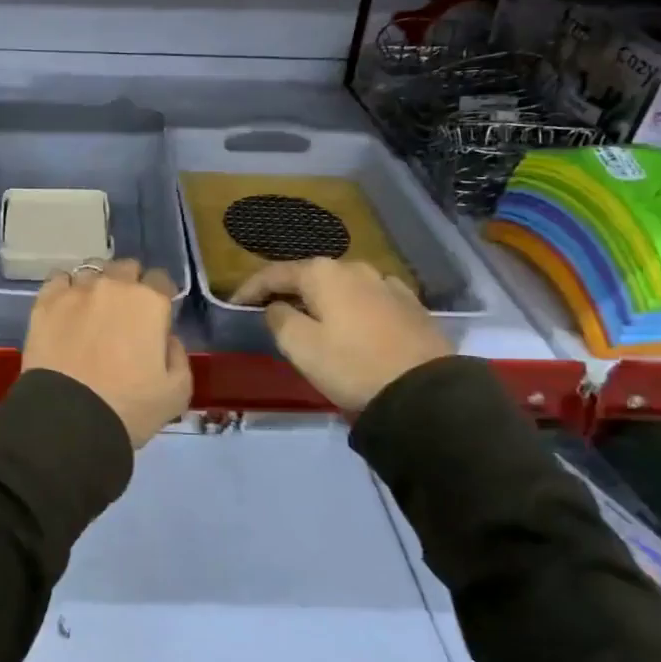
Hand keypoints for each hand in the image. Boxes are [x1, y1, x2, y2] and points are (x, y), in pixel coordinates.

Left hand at [22, 258, 190, 449]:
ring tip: (91, 309)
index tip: (155, 316)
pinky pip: (59, 280)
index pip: (161, 279)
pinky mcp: (46, 301)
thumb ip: (178, 356)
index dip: (160, 295)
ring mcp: (77, 290)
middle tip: (124, 314)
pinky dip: (65, 289)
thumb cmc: (129, 408)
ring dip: (97, 284)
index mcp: (150, 302)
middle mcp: (114, 286)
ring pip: (92, 270)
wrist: (69, 419)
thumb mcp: (177, 392)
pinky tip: (65, 308)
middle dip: (129, 284)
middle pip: (126, 268)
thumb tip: (167, 338)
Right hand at [230, 259, 451, 413]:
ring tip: (312, 319)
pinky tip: (353, 324)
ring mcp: (387, 284)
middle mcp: (355, 268)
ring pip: (342, 287)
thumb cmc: (352, 365)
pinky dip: (352, 308)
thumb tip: (276, 307)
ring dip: (323, 300)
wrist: (426, 393)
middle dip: (288, 291)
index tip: (234, 304)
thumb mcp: (300, 346)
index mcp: (323, 273)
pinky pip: (369, 300)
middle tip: (271, 311)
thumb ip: (278, 319)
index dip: (250, 288)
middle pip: (310, 276)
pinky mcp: (411, 305)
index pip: (275, 273)